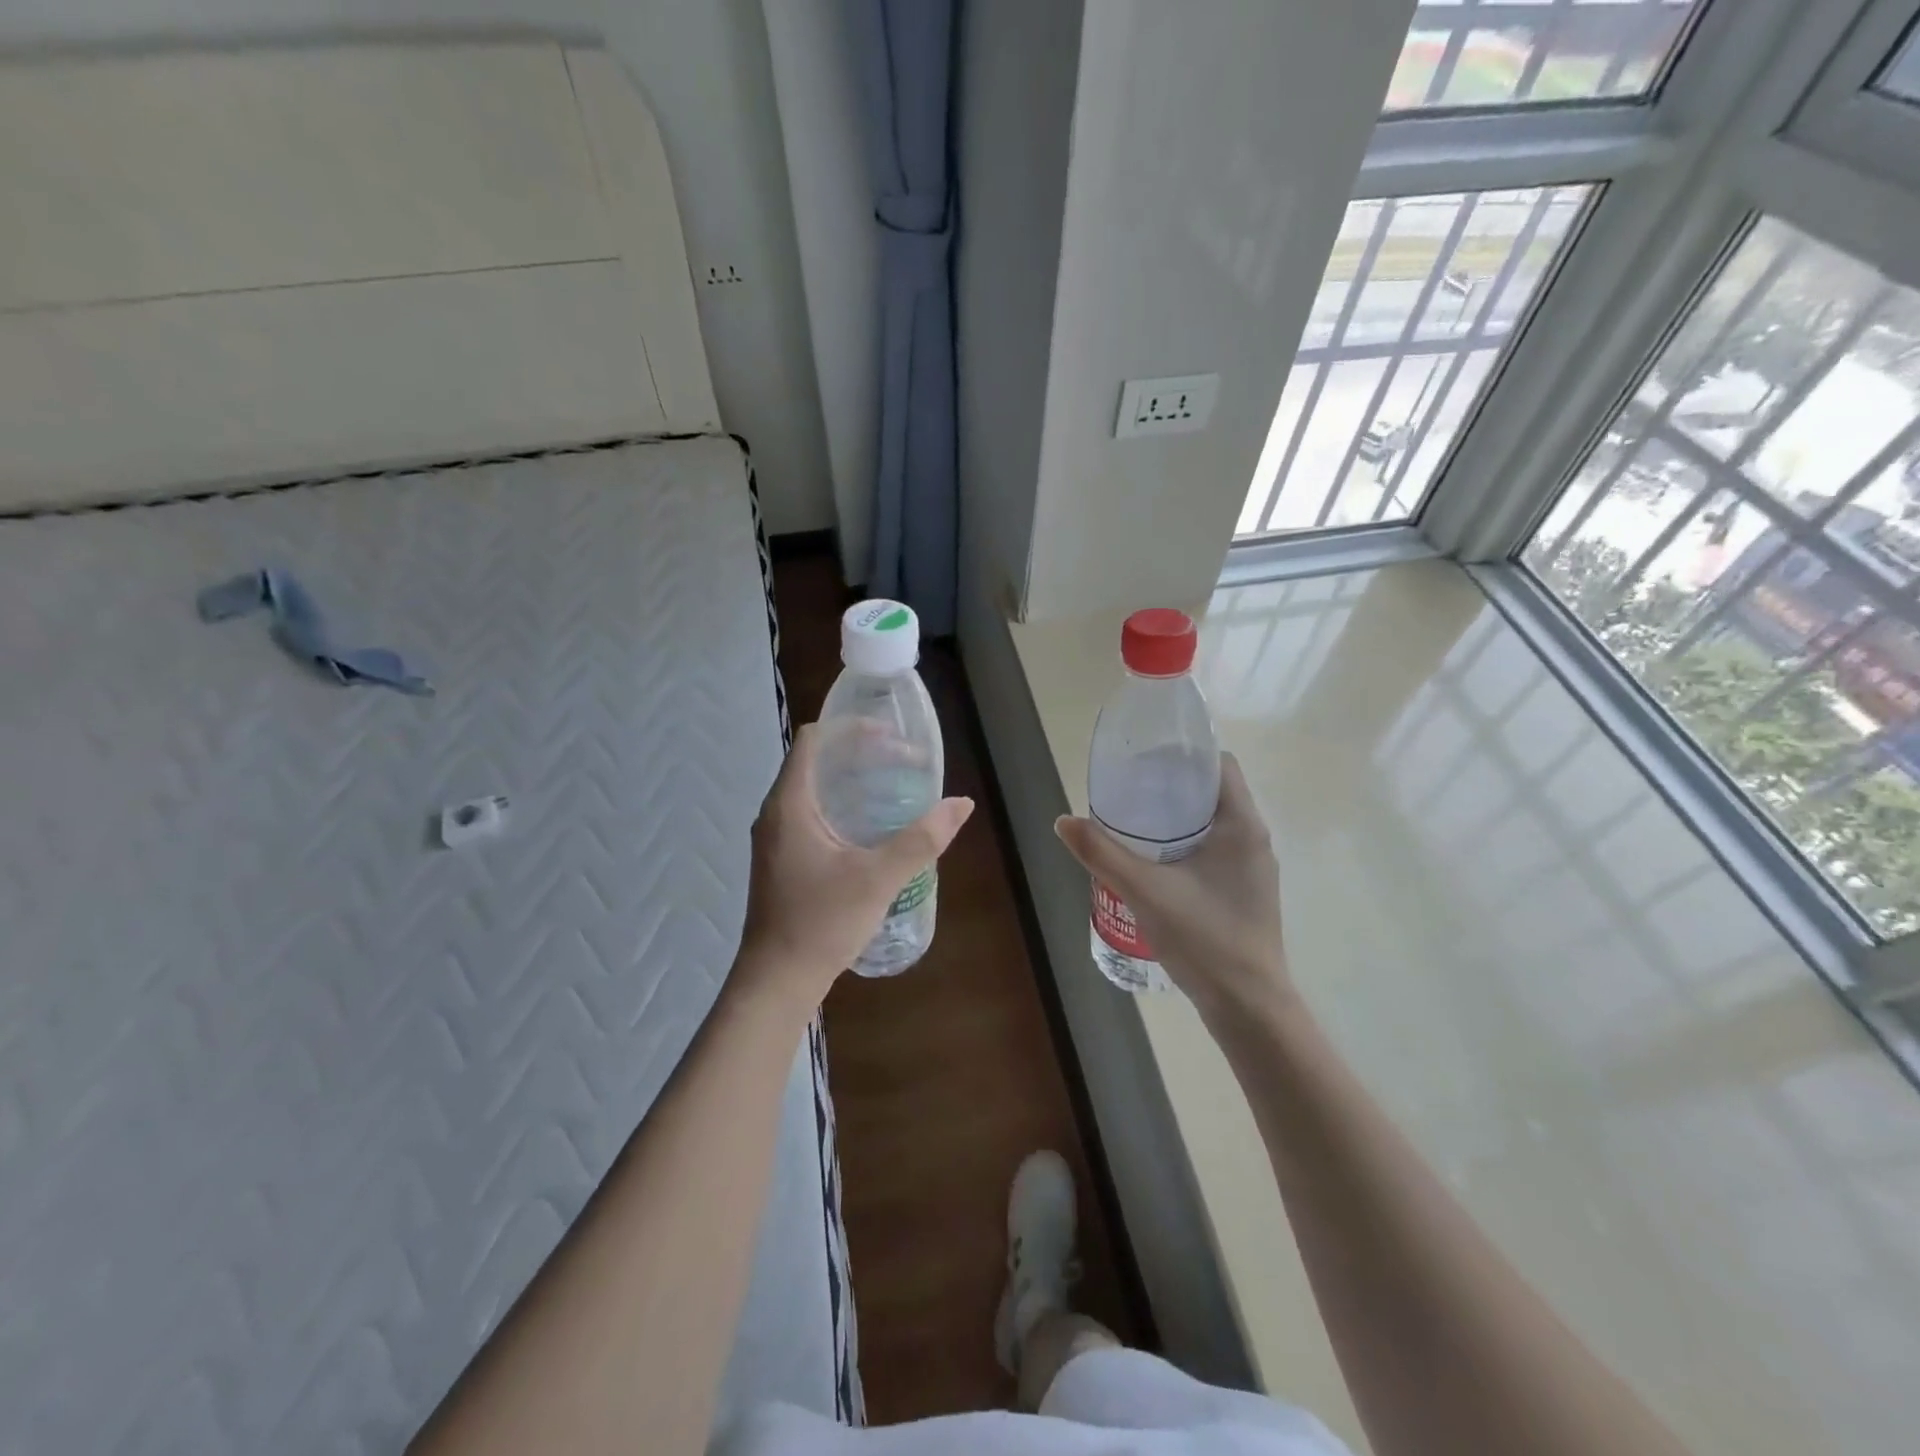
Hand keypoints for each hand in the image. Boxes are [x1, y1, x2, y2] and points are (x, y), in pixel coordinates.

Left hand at [737, 722, 973, 1011]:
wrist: (777, 982)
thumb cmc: (821, 923)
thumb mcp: (878, 878)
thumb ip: (921, 839)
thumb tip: (960, 804)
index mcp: (790, 804)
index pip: (815, 739)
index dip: (852, 728)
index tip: (892, 736)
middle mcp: (777, 812)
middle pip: (818, 761)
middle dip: (862, 754)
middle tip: (904, 762)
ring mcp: (778, 837)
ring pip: (816, 789)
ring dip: (853, 780)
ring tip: (895, 787)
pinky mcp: (784, 859)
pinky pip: (814, 814)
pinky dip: (844, 806)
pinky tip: (874, 827)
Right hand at [1054, 754, 1289, 1017]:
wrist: (1248, 1006)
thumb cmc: (1204, 939)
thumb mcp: (1144, 891)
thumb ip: (1102, 854)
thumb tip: (1064, 821)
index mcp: (1242, 825)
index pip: (1220, 765)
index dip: (1184, 755)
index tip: (1146, 760)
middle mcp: (1254, 839)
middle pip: (1214, 793)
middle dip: (1172, 786)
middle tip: (1130, 790)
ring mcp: (1253, 869)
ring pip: (1214, 824)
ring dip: (1178, 818)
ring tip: (1135, 823)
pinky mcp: (1246, 892)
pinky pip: (1215, 850)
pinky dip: (1186, 844)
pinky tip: (1155, 864)